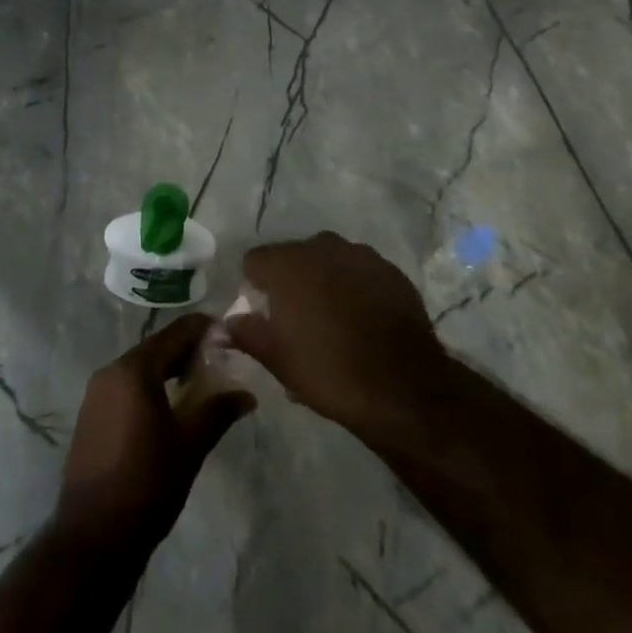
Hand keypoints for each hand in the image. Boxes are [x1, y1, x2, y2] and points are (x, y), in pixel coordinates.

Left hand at [56, 314, 255, 554]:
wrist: (93, 538)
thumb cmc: (147, 484)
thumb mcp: (190, 446)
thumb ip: (218, 412)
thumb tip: (247, 395)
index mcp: (134, 369)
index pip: (175, 333)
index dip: (203, 329)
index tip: (228, 331)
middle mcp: (111, 371)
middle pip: (156, 348)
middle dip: (187, 350)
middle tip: (219, 359)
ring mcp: (96, 393)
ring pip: (140, 367)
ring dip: (168, 369)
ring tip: (198, 382)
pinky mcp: (90, 415)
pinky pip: (125, 386)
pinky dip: (149, 386)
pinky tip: (168, 406)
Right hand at [227, 232, 450, 442]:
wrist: (404, 386)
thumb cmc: (330, 372)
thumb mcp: (278, 360)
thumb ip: (248, 333)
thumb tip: (227, 323)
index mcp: (287, 264)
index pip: (255, 260)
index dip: (255, 286)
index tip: (264, 314)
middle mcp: (321, 247)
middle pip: (293, 256)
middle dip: (291, 282)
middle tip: (298, 321)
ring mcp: (359, 254)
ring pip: (329, 261)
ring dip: (324, 281)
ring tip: (333, 321)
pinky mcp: (390, 269)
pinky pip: (360, 271)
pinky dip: (355, 287)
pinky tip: (363, 320)